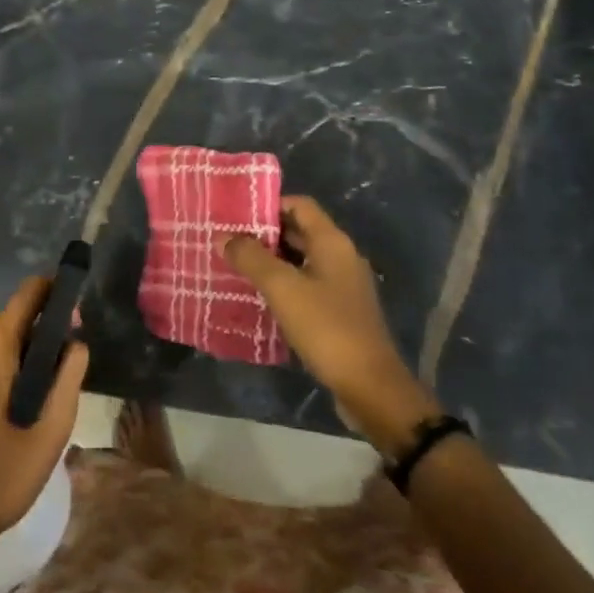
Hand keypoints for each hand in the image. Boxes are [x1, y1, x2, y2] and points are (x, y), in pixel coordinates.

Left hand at [0, 277, 88, 557]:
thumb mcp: (49, 429)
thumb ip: (69, 376)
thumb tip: (76, 341)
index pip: (30, 292)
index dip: (59, 290)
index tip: (84, 308)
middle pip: (19, 319)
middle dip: (49, 334)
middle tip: (75, 369)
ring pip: (5, 345)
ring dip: (32, 358)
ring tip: (54, 395)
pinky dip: (12, 373)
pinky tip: (26, 410)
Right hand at [224, 196, 439, 453]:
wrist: (370, 387)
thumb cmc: (327, 327)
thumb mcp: (283, 289)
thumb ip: (251, 258)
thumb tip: (223, 236)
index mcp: (332, 242)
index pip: (299, 205)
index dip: (269, 205)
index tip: (237, 215)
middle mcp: (341, 256)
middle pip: (300, 231)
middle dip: (265, 235)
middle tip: (229, 241)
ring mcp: (343, 286)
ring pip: (302, 260)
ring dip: (272, 262)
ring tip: (236, 267)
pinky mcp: (341, 312)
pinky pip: (307, 286)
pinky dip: (284, 286)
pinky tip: (260, 298)